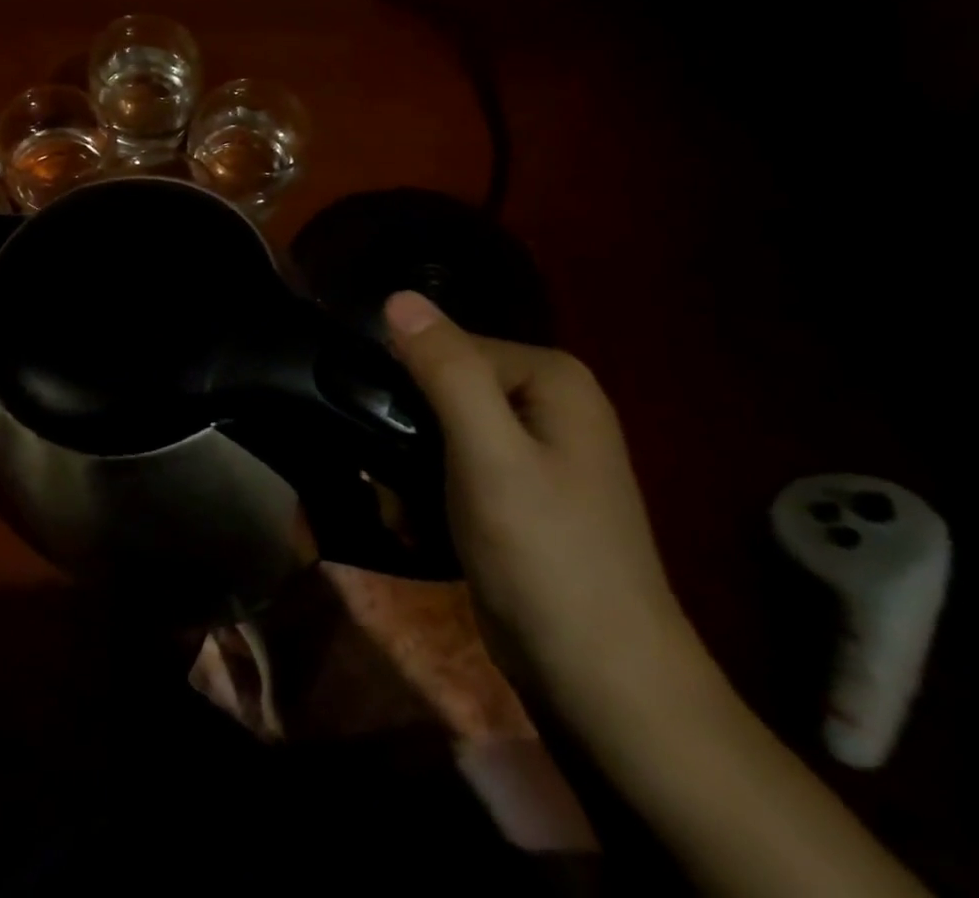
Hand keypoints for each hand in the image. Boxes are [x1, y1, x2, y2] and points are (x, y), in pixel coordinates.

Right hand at [383, 291, 709, 737]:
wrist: (602, 681)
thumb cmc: (545, 555)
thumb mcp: (488, 455)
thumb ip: (446, 370)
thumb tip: (397, 296)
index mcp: (551, 378)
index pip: (449, 346)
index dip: (406, 382)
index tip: (375, 427)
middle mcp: (547, 402)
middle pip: (443, 386)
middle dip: (404, 429)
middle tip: (382, 477)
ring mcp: (535, 449)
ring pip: (441, 427)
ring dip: (407, 463)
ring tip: (394, 505)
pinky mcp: (518, 491)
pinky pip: (454, 463)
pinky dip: (426, 487)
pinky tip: (412, 521)